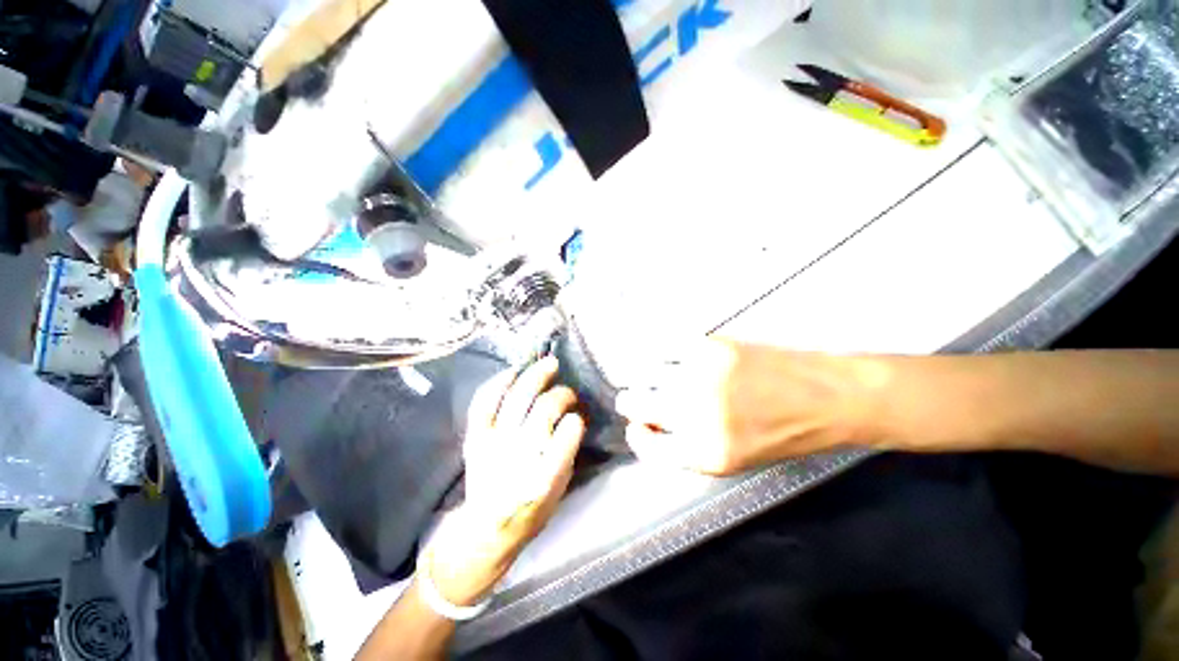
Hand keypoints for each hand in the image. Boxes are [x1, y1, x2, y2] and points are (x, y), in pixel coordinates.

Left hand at [425, 356, 584, 605]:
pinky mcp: (475, 438)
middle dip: (561, 395)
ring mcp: (493, 444)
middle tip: (569, 391)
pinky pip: (484, 403)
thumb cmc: (530, 510)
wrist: (486, 530)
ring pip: (517, 399)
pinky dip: (498, 383)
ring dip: (535, 377)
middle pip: (543, 410)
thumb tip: (572, 418)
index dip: (575, 420)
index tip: (579, 415)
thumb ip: (567, 453)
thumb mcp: (559, 489)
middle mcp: (518, 456)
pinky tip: (513, 371)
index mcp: (544, 478)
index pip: (566, 436)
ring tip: (549, 364)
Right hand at [615, 339, 867, 475]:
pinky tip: (668, 356)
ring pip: (642, 371)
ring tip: (654, 375)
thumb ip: (686, 448)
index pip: (645, 443)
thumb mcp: (733, 460)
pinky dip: (659, 352)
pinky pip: (663, 347)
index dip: (637, 433)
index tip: (639, 425)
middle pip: (634, 402)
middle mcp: (695, 414)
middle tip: (637, 397)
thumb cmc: (782, 435)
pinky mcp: (709, 347)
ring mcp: (700, 376)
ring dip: (643, 376)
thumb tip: (651, 423)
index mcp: (703, 452)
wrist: (827, 398)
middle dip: (631, 402)